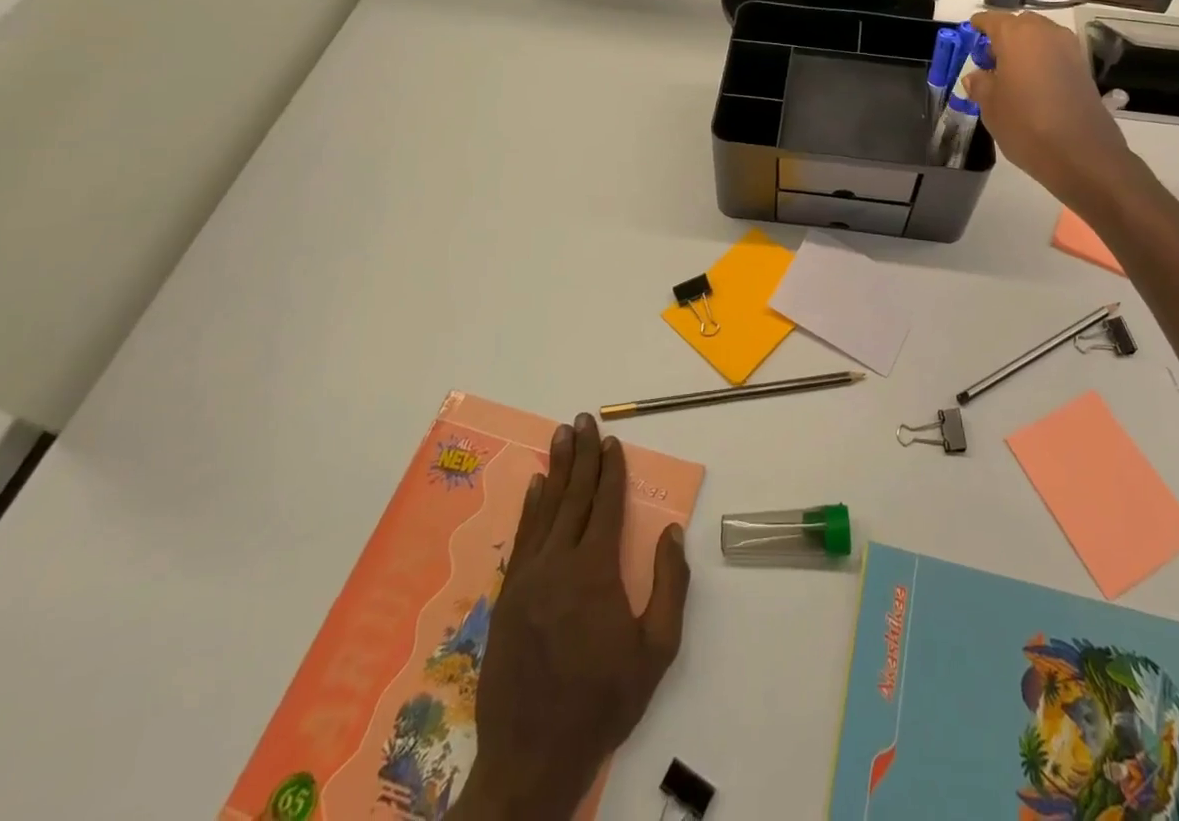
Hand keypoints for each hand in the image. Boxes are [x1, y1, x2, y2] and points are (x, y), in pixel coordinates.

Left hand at [453, 413, 690, 820]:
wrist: (531, 759)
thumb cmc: (603, 703)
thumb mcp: (656, 651)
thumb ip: (669, 586)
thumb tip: (670, 532)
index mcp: (595, 572)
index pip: (605, 504)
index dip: (611, 469)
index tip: (613, 440)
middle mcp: (558, 563)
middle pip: (573, 495)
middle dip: (581, 454)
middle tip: (583, 419)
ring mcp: (527, 578)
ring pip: (545, 509)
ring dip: (555, 469)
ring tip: (561, 436)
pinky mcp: (507, 597)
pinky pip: (522, 538)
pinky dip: (530, 508)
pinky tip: (534, 486)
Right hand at [966, 11, 1131, 205]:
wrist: (1080, 153)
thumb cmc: (1024, 124)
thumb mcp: (990, 106)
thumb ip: (980, 84)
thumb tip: (977, 75)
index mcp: (1017, 35)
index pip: (992, 19)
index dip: (979, 27)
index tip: (970, 35)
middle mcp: (1046, 33)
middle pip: (1019, 25)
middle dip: (1003, 38)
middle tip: (989, 62)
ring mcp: (1069, 48)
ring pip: (1040, 38)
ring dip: (1024, 50)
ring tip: (1010, 77)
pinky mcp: (1083, 68)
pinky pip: (1055, 54)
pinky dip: (1041, 62)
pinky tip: (1032, 87)